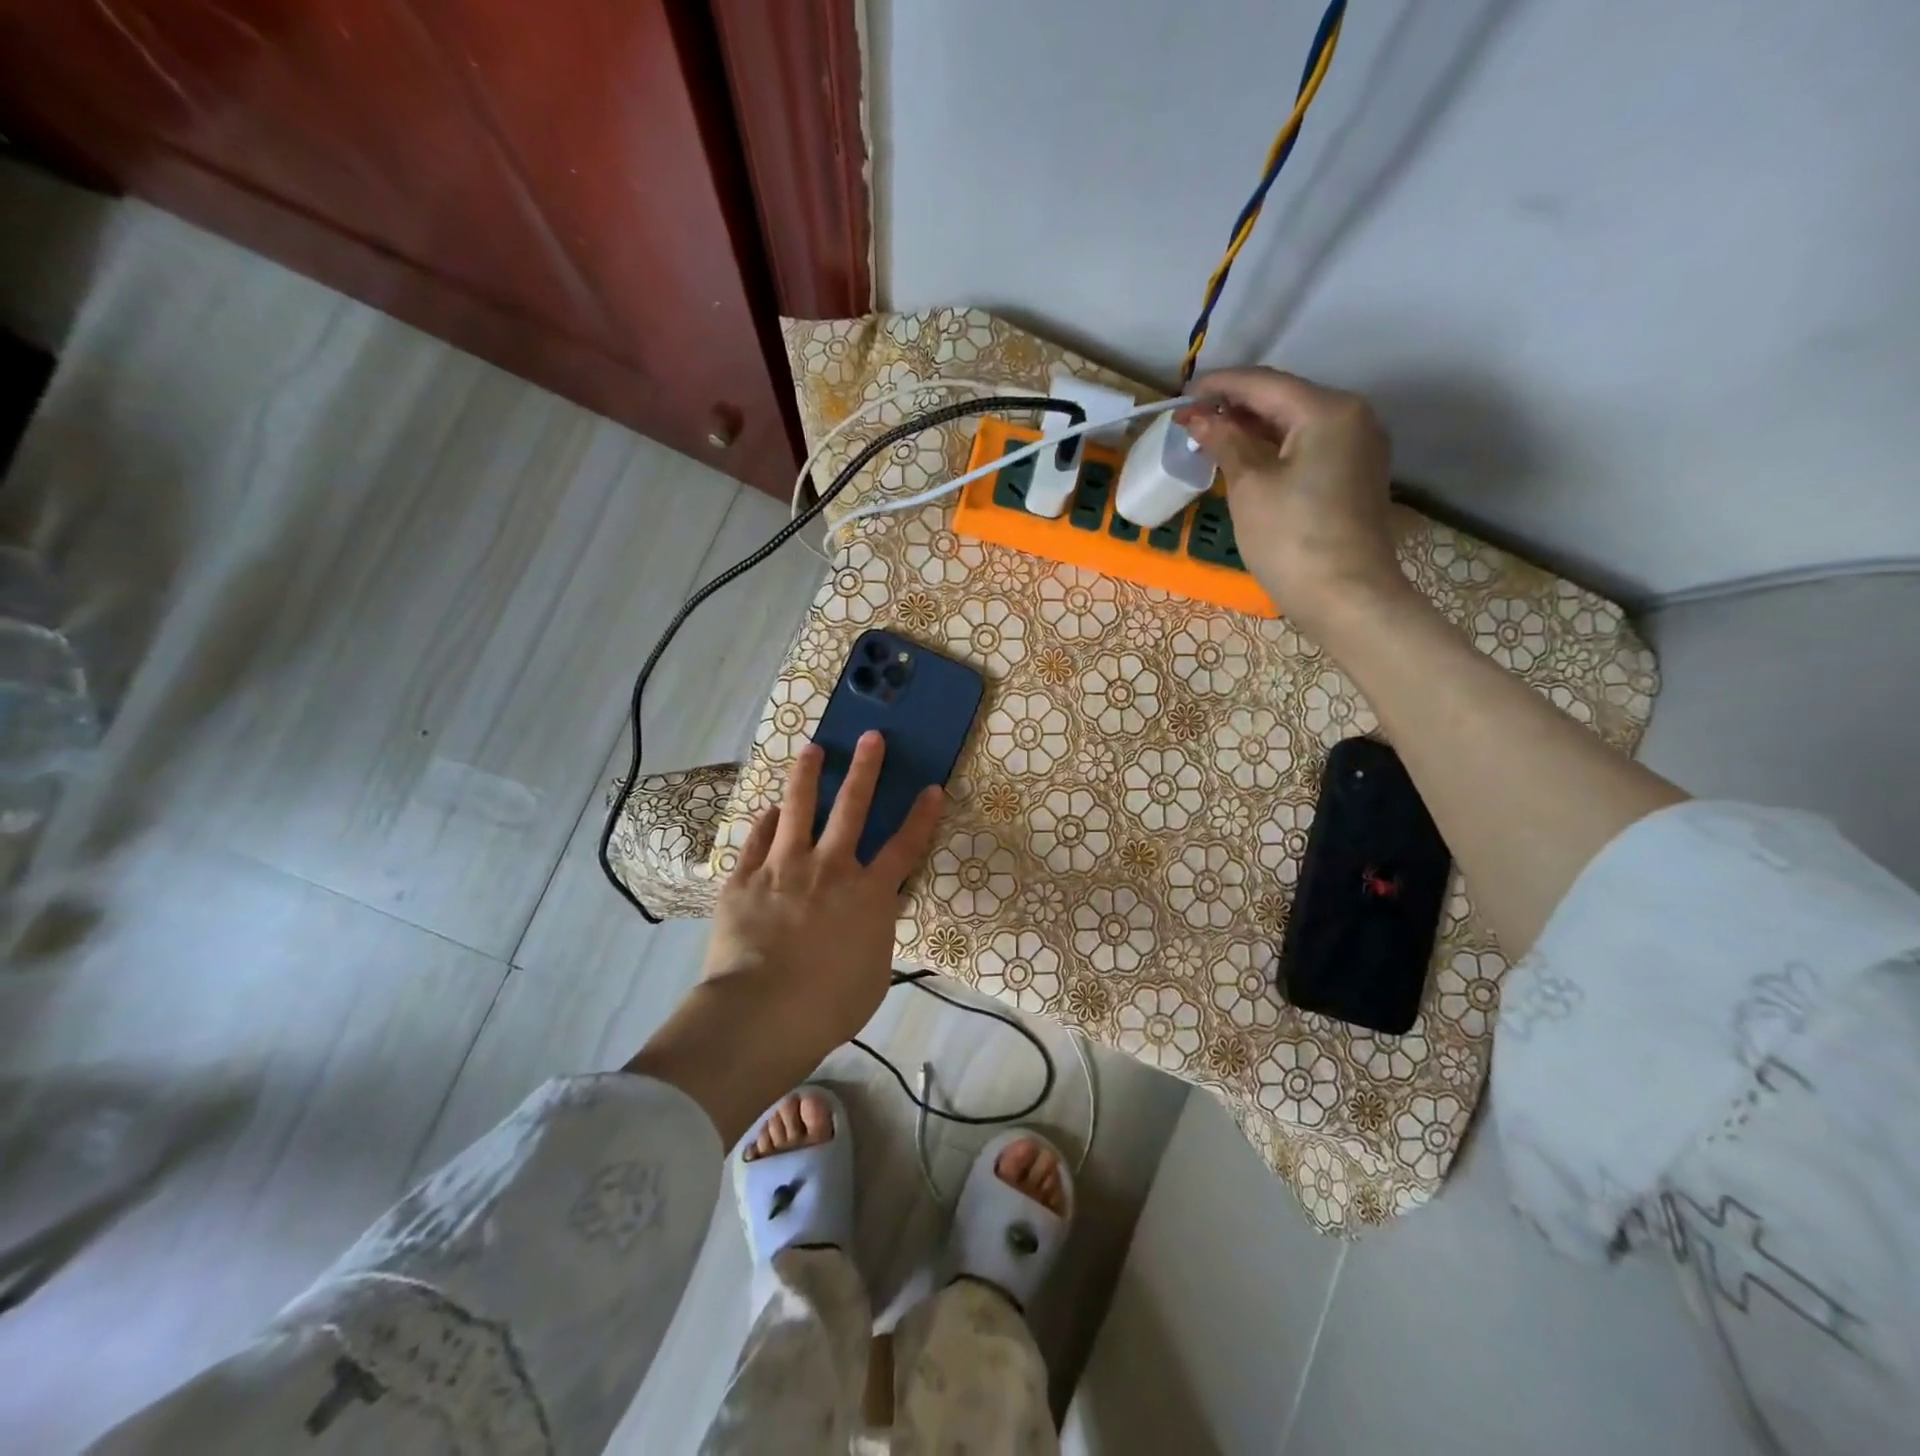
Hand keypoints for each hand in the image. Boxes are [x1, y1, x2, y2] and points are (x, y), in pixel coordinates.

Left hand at [629, 731, 944, 1144]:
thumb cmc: (829, 1005)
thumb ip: (878, 934)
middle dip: (865, 769)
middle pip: (852, 808)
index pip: (904, 848)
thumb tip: (881, 909)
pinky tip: (770, 810)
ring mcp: (784, 868)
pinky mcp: (745, 879)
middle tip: (870, 738)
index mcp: (868, 895)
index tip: (932, 788)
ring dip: (807, 776)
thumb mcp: (874, 974)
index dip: (921, 817)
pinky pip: (757, 840)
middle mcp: (830, 869)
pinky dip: (767, 822)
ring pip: (799, 809)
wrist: (763, 1013)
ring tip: (812, 750)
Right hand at [1178, 367, 1406, 636]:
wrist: (1346, 597)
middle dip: (1237, 406)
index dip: (1220, 385)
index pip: (1265, 384)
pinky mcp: (1356, 475)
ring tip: (1212, 436)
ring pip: (1297, 424)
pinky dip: (1275, 447)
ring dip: (1254, 427)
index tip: (1182, 395)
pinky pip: (1309, 446)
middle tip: (1192, 418)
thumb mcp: (1250, 486)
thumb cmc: (1291, 538)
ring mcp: (1359, 447)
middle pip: (1285, 399)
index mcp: (1327, 410)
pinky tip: (1247, 458)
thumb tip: (1198, 417)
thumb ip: (1225, 442)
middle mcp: (1353, 417)